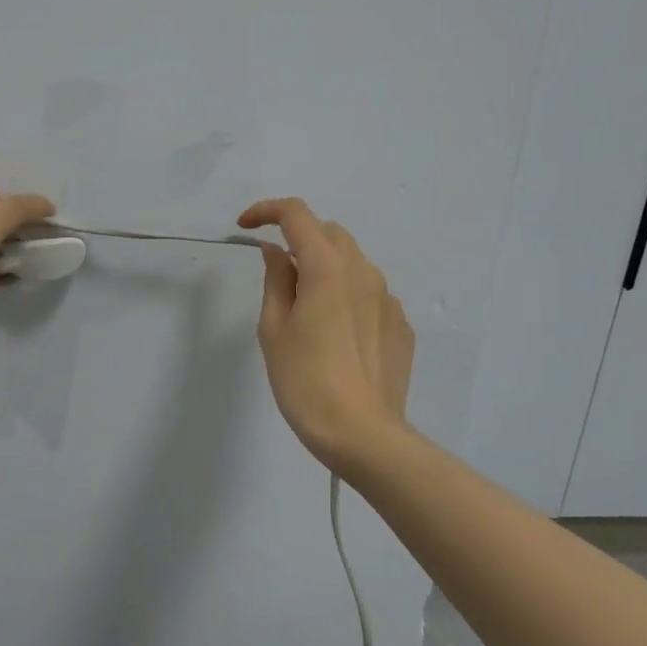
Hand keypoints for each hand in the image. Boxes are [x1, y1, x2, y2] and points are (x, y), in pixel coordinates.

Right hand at [238, 197, 414, 473]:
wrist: (362, 434)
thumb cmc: (305, 381)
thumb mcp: (274, 329)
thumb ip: (276, 280)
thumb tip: (277, 252)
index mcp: (327, 268)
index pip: (297, 215)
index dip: (267, 211)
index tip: (245, 226)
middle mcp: (364, 272)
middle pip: (329, 233)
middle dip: (299, 238)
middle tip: (277, 274)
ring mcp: (388, 299)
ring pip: (353, 262)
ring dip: (325, 267)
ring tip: (307, 310)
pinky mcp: (401, 325)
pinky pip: (370, 294)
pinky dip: (347, 296)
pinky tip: (336, 335)